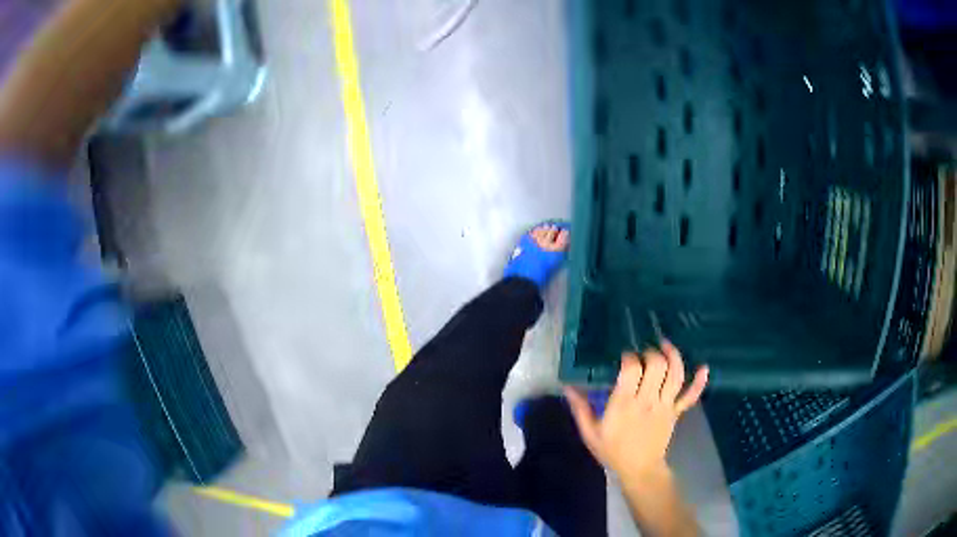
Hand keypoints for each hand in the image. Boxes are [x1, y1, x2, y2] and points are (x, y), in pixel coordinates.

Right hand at [564, 342, 707, 483]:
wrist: (640, 470)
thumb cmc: (613, 451)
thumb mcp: (590, 433)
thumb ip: (580, 408)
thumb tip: (567, 386)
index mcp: (624, 404)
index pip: (632, 369)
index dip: (629, 357)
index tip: (624, 357)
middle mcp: (648, 401)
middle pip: (658, 366)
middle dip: (652, 353)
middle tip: (644, 353)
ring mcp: (666, 406)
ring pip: (676, 375)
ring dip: (674, 356)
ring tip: (666, 346)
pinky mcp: (676, 412)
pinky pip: (691, 396)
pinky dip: (699, 382)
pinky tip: (703, 368)